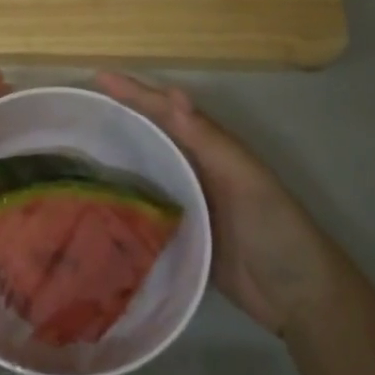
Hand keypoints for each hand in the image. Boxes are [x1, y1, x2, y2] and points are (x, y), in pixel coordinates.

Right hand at [95, 72, 345, 337]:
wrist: (297, 297)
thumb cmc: (275, 229)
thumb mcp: (245, 179)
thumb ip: (209, 140)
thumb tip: (172, 93)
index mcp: (213, 150)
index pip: (167, 113)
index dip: (135, 93)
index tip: (98, 77)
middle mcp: (197, 170)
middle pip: (153, 136)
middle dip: (120, 119)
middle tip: (79, 112)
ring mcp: (188, 203)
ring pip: (146, 170)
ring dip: (117, 157)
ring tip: (77, 151)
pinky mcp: (181, 235)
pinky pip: (145, 208)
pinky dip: (123, 199)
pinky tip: (96, 202)